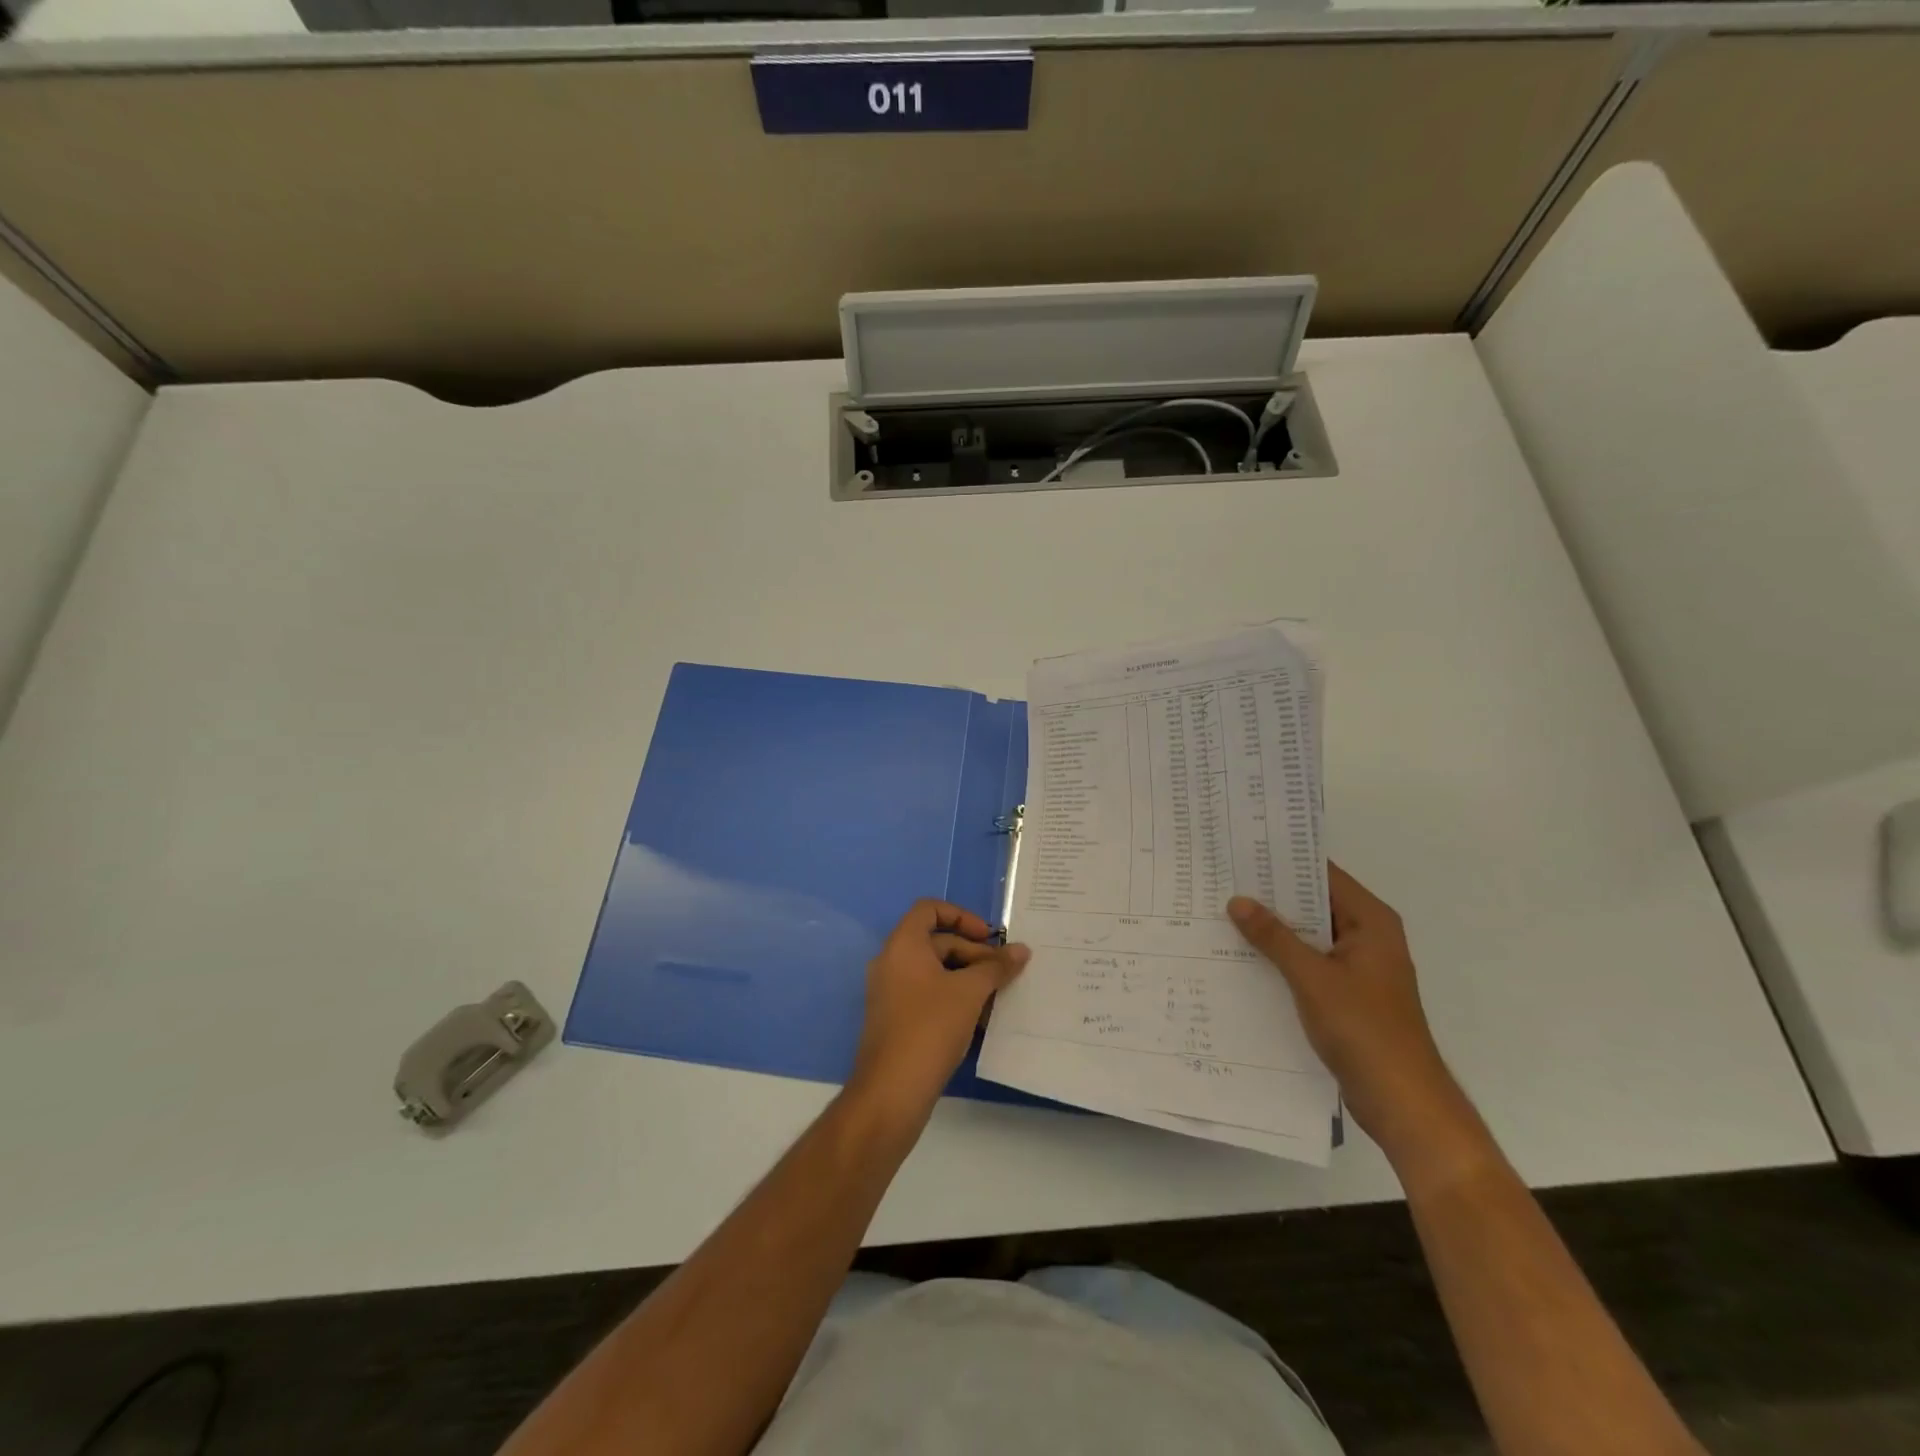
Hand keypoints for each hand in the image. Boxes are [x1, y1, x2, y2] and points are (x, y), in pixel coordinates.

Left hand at [849, 900, 1029, 1123]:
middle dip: (973, 953)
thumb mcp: (970, 992)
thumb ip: (996, 967)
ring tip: (998, 998)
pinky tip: (980, 1020)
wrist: (891, 1091)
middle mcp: (892, 962)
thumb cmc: (930, 1028)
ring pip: (935, 972)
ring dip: (968, 978)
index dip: (962, 916)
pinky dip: (954, 998)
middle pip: (936, 942)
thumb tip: (1022, 950)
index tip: (989, 937)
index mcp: (903, 945)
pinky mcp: (897, 1020)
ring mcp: (891, 993)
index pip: (929, 909)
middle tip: (1004, 974)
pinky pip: (928, 995)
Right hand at [1228, 866, 1477, 1167]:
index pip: (1323, 875)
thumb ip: (1274, 937)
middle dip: (1272, 895)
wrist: (1402, 1101)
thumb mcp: (1312, 978)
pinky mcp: (1346, 993)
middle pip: (1314, 903)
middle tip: (1223, 879)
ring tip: (1223, 911)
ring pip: (1308, 934)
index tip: (1243, 850)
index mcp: (1370, 922)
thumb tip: (1238, 900)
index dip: (1284, 861)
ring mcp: (1357, 967)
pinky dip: (1281, 956)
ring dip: (1273, 928)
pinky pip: (1308, 961)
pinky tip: (1243, 954)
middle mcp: (1367, 937)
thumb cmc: (1364, 1029)